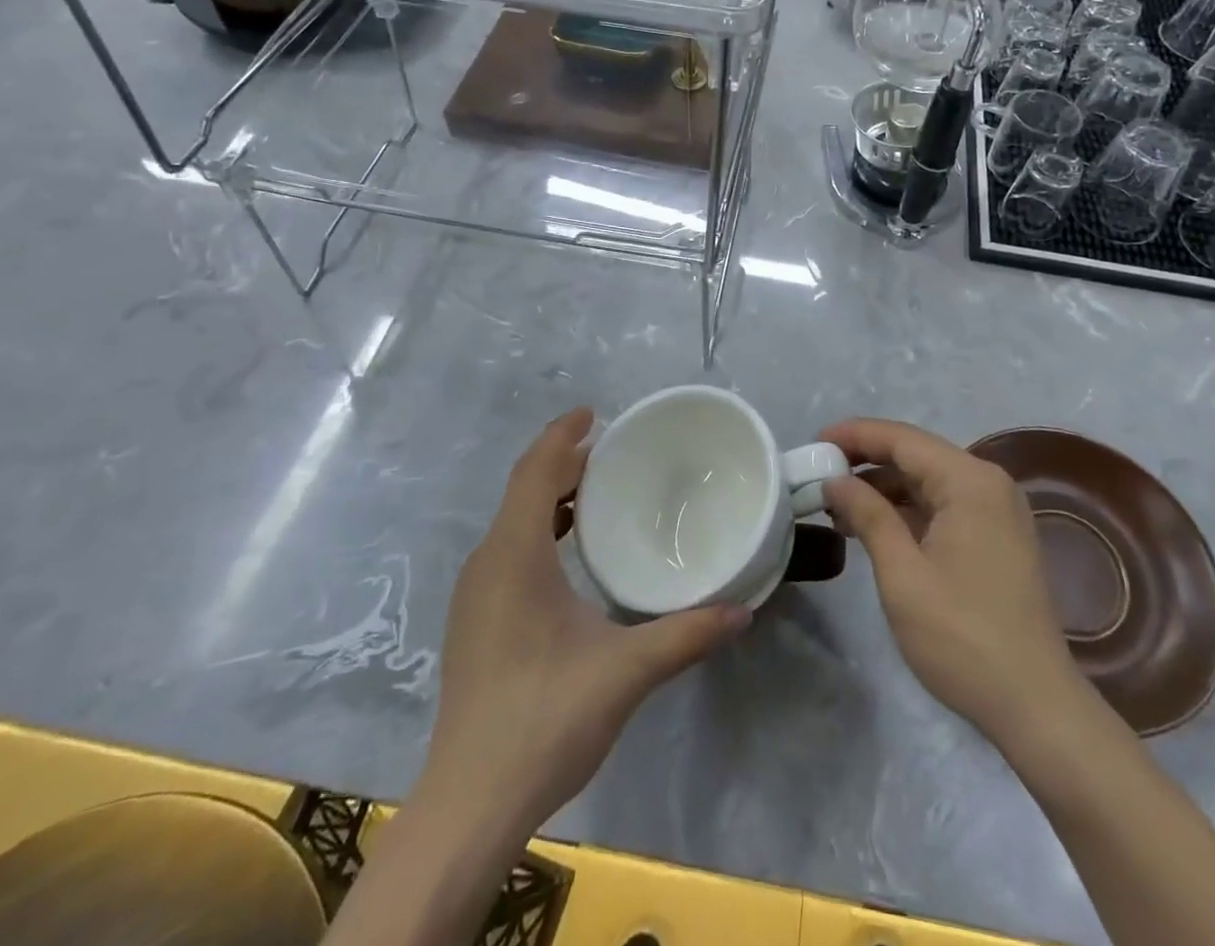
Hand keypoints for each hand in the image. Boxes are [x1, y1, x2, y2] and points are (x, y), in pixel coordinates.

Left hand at [422, 409, 749, 829]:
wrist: (470, 803)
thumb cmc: (544, 720)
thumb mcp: (625, 672)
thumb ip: (686, 635)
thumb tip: (744, 609)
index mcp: (514, 555)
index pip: (535, 471)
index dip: (562, 435)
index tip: (594, 412)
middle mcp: (487, 563)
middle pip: (523, 489)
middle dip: (563, 462)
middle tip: (611, 451)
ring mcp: (474, 594)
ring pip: (512, 521)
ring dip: (550, 496)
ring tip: (596, 492)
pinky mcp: (475, 621)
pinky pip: (508, 549)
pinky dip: (539, 529)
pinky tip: (570, 553)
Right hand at [821, 418, 1082, 752]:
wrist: (1035, 706)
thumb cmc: (962, 636)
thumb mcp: (902, 573)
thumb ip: (867, 515)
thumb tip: (835, 480)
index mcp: (970, 481)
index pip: (902, 439)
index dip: (854, 435)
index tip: (814, 442)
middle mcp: (988, 484)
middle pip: (916, 455)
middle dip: (865, 461)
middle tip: (818, 473)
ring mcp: (997, 512)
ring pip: (928, 481)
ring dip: (884, 488)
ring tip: (837, 506)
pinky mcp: (997, 538)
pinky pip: (943, 506)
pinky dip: (907, 511)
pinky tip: (873, 528)